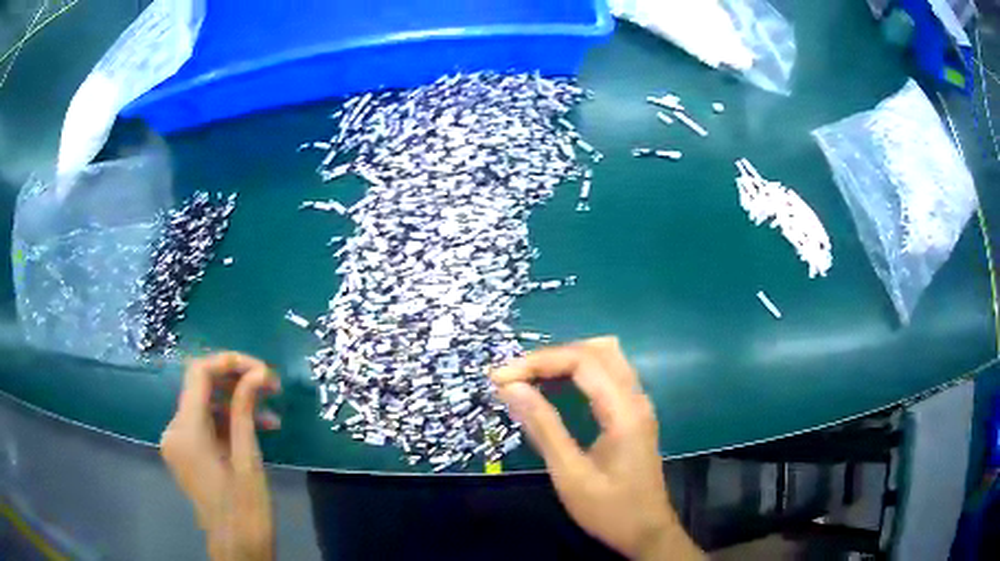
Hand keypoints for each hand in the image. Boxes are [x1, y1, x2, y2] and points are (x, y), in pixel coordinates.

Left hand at [160, 352, 280, 560]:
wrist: (237, 548)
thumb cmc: (245, 509)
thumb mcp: (247, 459)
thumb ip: (245, 411)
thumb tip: (257, 373)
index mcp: (185, 431)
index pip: (199, 373)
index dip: (230, 362)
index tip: (262, 370)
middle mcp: (173, 430)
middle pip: (200, 387)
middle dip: (236, 382)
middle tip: (271, 387)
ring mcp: (177, 442)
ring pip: (204, 406)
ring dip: (235, 404)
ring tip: (271, 413)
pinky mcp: (186, 453)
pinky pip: (204, 425)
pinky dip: (227, 422)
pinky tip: (256, 429)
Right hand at [492, 338, 702, 559]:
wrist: (647, 532)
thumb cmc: (609, 509)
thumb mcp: (570, 474)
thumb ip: (543, 427)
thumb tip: (510, 388)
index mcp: (624, 411)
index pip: (582, 360)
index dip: (539, 361)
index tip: (500, 378)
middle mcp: (636, 398)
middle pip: (596, 350)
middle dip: (551, 356)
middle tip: (514, 377)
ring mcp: (638, 405)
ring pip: (605, 358)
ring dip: (566, 360)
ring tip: (529, 378)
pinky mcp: (634, 414)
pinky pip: (608, 375)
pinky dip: (579, 372)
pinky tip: (556, 388)